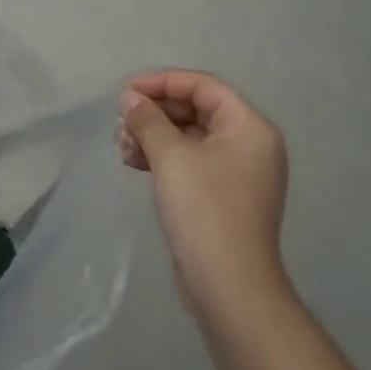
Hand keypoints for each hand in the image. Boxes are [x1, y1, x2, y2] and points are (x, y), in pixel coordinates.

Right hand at [119, 71, 290, 320]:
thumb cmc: (204, 211)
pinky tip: (134, 164)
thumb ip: (148, 120)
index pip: (203, 86)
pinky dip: (163, 158)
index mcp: (249, 127)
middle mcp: (249, 144)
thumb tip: (129, 98)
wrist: (229, 288)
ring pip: (190, 137)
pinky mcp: (223, 196)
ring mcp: (238, 172)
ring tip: (122, 147)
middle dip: (155, 113)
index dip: (162, 82)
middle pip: (196, 109)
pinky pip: (190, 161)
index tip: (126, 91)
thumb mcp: (171, 157)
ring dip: (154, 136)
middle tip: (121, 123)